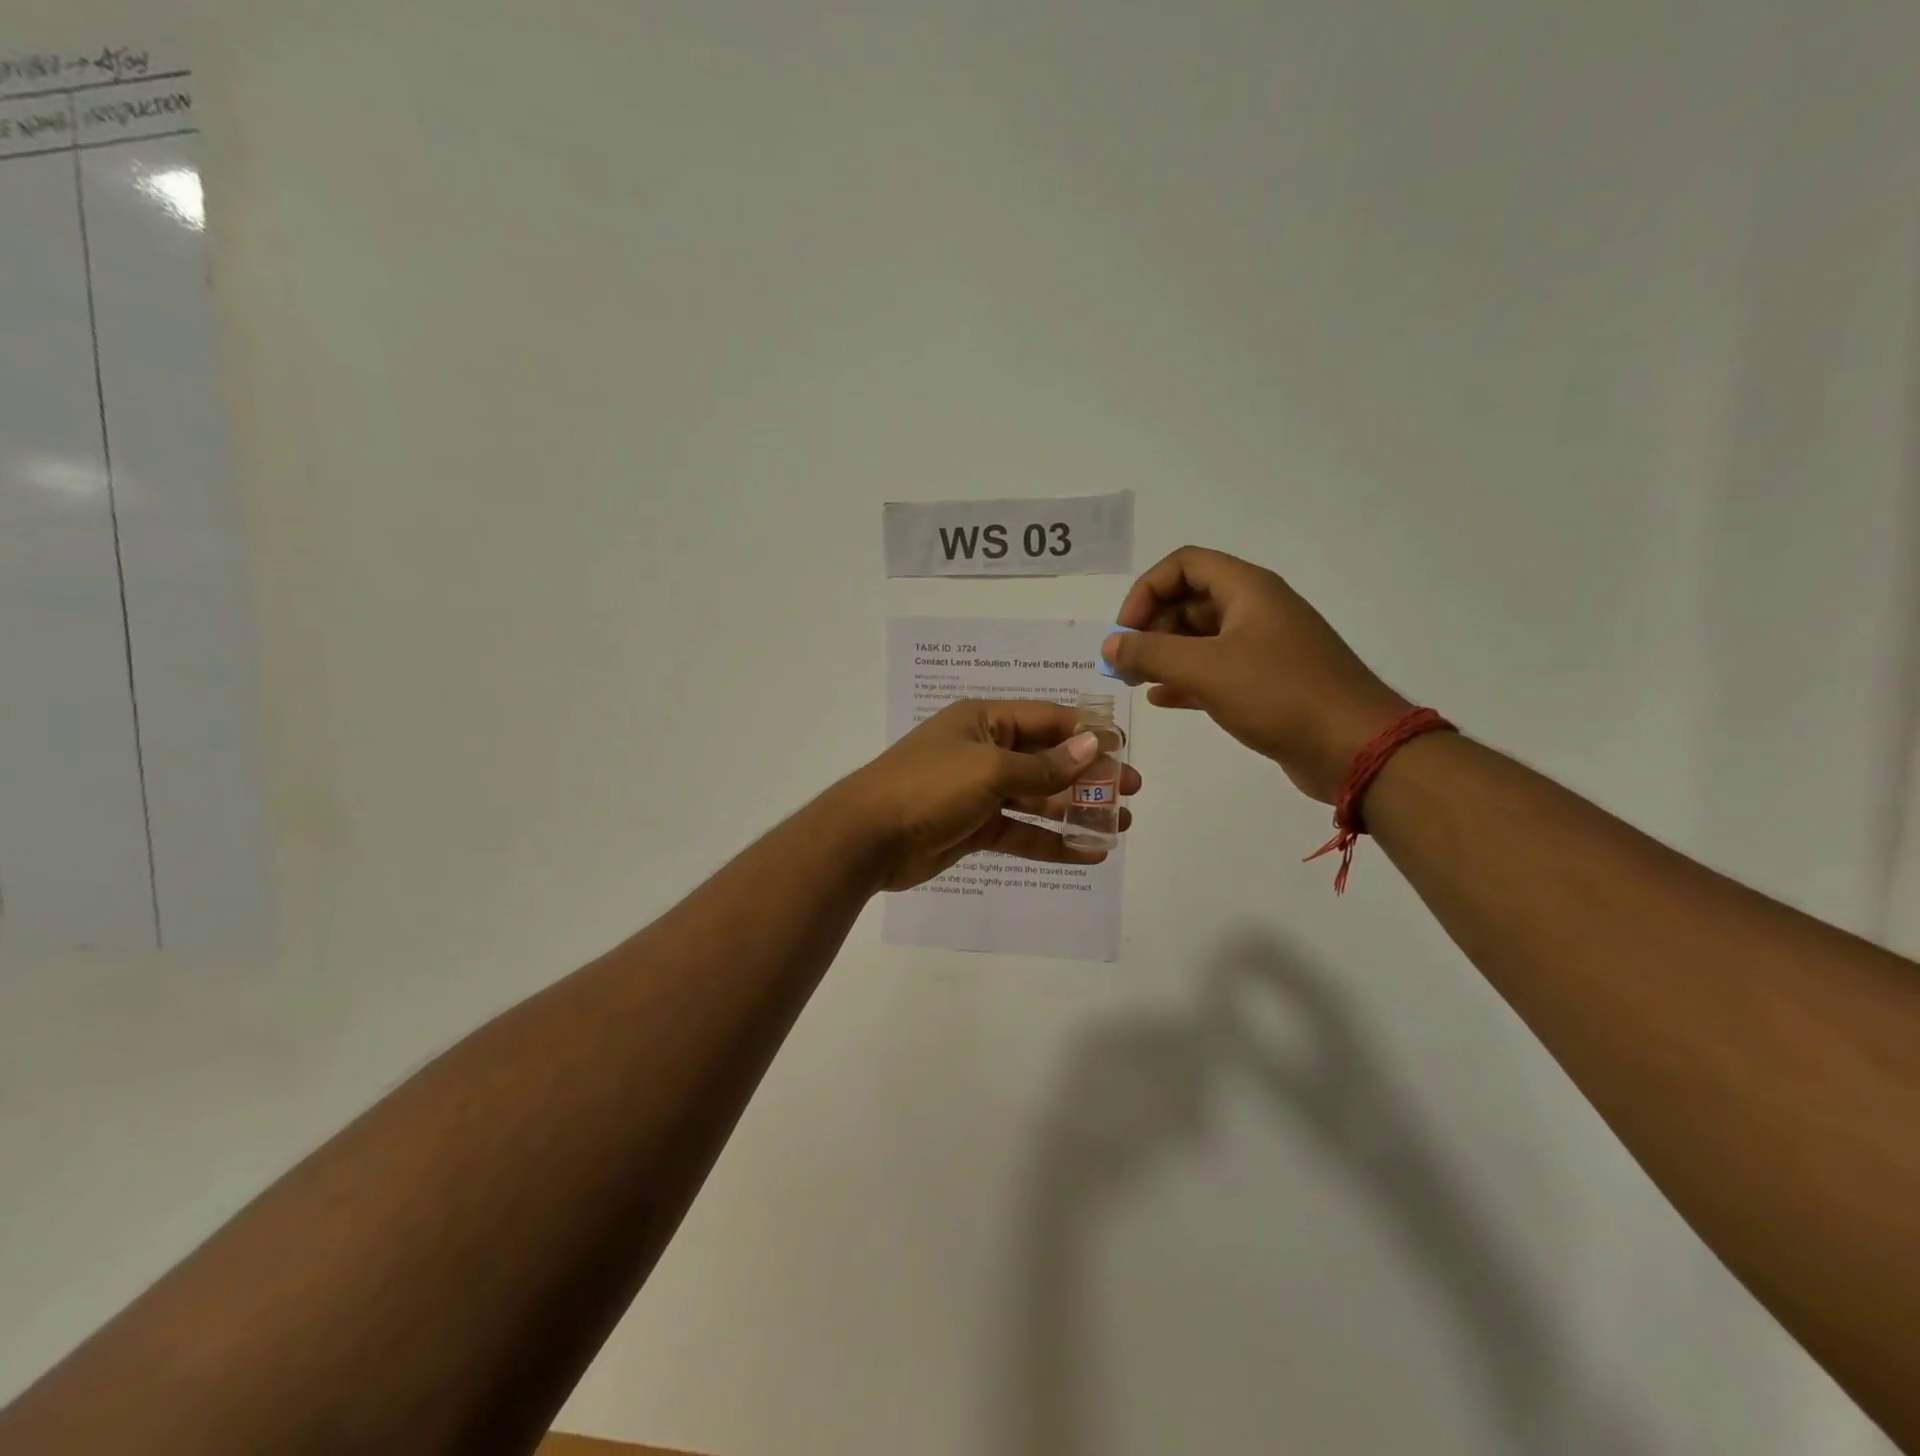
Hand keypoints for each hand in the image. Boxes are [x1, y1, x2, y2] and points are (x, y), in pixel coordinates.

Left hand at [834, 700, 1142, 892]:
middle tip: (1131, 792)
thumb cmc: (929, 787)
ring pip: (1038, 798)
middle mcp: (985, 751)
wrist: (867, 837)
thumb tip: (1094, 745)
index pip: (1047, 719)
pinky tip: (1088, 854)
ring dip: (1076, 810)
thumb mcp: (990, 769)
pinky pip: (1022, 832)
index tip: (1124, 751)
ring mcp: (979, 792)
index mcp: (984, 721)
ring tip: (1120, 825)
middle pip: (1048, 760)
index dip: (1087, 733)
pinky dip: (1052, 842)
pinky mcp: (975, 828)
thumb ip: (1044, 765)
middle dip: (1089, 775)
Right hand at [1103, 547, 1409, 803]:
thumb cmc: (1279, 695)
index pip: (1184, 565)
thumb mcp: (1205, 669)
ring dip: (1165, 653)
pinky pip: (1215, 669)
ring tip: (1135, 681)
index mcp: (1247, 589)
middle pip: (1190, 599)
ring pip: (1201, 637)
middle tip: (1126, 662)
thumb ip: (1150, 653)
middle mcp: (1256, 609)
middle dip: (1152, 625)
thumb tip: (1109, 644)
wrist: (1355, 747)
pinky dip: (1185, 679)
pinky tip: (1160, 699)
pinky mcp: (1267, 682)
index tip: (1125, 632)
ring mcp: (1264, 647)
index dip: (1146, 591)